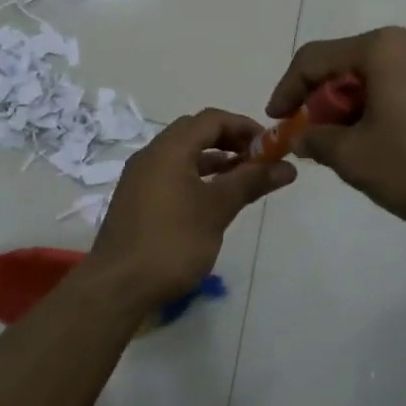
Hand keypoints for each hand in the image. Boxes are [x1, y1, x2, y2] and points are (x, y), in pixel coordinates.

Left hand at [89, 109, 295, 306]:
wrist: (118, 286)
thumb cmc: (172, 241)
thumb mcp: (217, 209)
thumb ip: (251, 182)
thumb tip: (287, 166)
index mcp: (168, 149)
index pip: (211, 119)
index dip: (243, 126)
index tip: (270, 144)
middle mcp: (150, 155)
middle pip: (194, 133)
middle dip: (229, 141)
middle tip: (258, 160)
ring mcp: (139, 178)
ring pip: (181, 156)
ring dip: (213, 160)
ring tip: (242, 179)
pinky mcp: (136, 201)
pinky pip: (170, 175)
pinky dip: (195, 177)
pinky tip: (211, 200)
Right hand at [267, 26, 405, 229]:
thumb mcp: (357, 159)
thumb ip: (317, 141)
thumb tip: (301, 135)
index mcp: (381, 47)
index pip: (313, 59)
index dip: (286, 90)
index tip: (276, 122)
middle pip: (346, 65)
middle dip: (322, 103)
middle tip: (315, 140)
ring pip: (376, 77)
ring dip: (353, 109)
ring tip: (351, 148)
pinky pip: (404, 86)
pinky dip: (383, 109)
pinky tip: (387, 144)